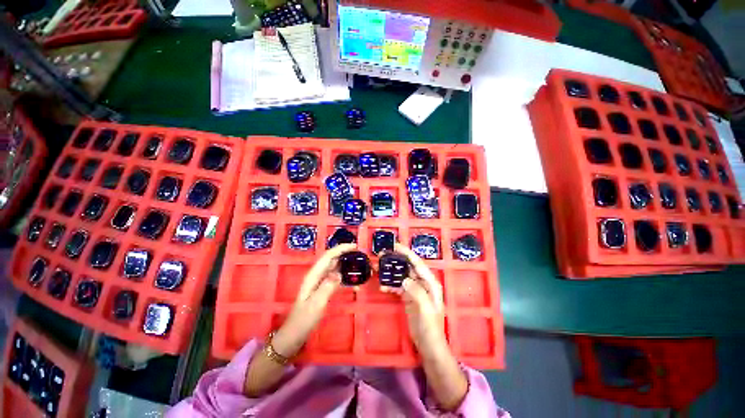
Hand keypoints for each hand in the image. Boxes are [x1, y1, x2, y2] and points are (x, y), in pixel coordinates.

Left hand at [272, 243, 356, 357]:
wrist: (293, 336)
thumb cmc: (303, 320)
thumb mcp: (316, 304)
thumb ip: (327, 287)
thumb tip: (339, 273)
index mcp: (313, 276)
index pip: (328, 256)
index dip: (341, 249)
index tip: (355, 246)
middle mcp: (316, 276)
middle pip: (331, 259)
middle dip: (344, 253)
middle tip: (360, 254)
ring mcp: (319, 282)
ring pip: (334, 267)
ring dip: (345, 263)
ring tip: (358, 263)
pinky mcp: (322, 289)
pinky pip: (335, 277)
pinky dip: (344, 275)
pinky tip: (352, 280)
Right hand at [386, 243, 467, 409]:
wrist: (428, 346)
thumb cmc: (430, 328)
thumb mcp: (426, 310)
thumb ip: (417, 293)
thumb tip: (404, 280)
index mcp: (430, 283)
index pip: (418, 263)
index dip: (407, 253)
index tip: (395, 245)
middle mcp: (423, 283)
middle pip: (408, 267)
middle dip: (396, 260)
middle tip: (382, 254)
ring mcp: (415, 289)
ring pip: (401, 275)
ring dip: (391, 271)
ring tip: (378, 267)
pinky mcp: (408, 297)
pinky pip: (398, 286)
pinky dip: (390, 284)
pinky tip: (382, 285)